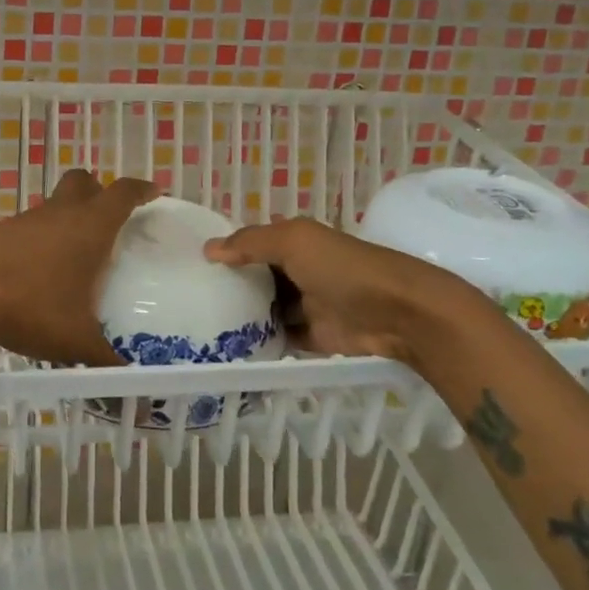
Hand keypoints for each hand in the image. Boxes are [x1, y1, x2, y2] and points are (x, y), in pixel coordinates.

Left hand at [0, 169, 157, 366]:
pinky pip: (29, 228)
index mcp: (89, 227)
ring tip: (75, 258)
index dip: (141, 190)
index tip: (153, 193)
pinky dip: (40, 241)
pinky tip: (38, 275)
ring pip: (54, 206)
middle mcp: (59, 214)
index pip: (123, 193)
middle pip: (83, 183)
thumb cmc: (30, 307)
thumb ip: (106, 360)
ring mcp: (25, 220)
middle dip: (99, 192)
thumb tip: (131, 382)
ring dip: (67, 220)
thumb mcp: (76, 341)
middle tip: (110, 218)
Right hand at [203, 216, 494, 370]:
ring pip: (265, 309)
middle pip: (256, 278)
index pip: (252, 242)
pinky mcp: (312, 337)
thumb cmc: (342, 268)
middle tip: (190, 299)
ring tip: (201, 326)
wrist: (398, 313)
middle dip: (230, 286)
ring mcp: (305, 305)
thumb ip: (250, 243)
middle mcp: (298, 270)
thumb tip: (208, 250)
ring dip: (242, 316)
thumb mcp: (294, 242)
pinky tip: (229, 348)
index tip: (192, 264)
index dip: (227, 250)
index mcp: (294, 241)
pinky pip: (279, 338)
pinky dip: (259, 343)